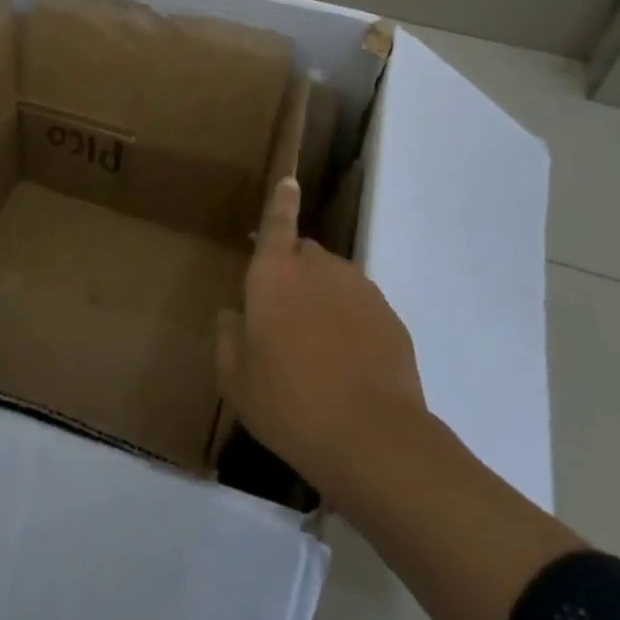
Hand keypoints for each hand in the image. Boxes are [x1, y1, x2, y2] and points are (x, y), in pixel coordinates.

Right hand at [216, 178, 427, 499]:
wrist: (372, 438)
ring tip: (319, 352)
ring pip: (335, 281)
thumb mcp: (236, 378)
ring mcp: (360, 289)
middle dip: (294, 273)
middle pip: (305, 254)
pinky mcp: (390, 316)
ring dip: (324, 301)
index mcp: (275, 274)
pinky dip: (352, 324)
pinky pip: (362, 308)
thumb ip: (229, 336)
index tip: (289, 180)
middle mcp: (319, 269)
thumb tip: (235, 315)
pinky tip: (349, 367)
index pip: (277, 223)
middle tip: (286, 320)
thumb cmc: (288, 403)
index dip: (281, 201)